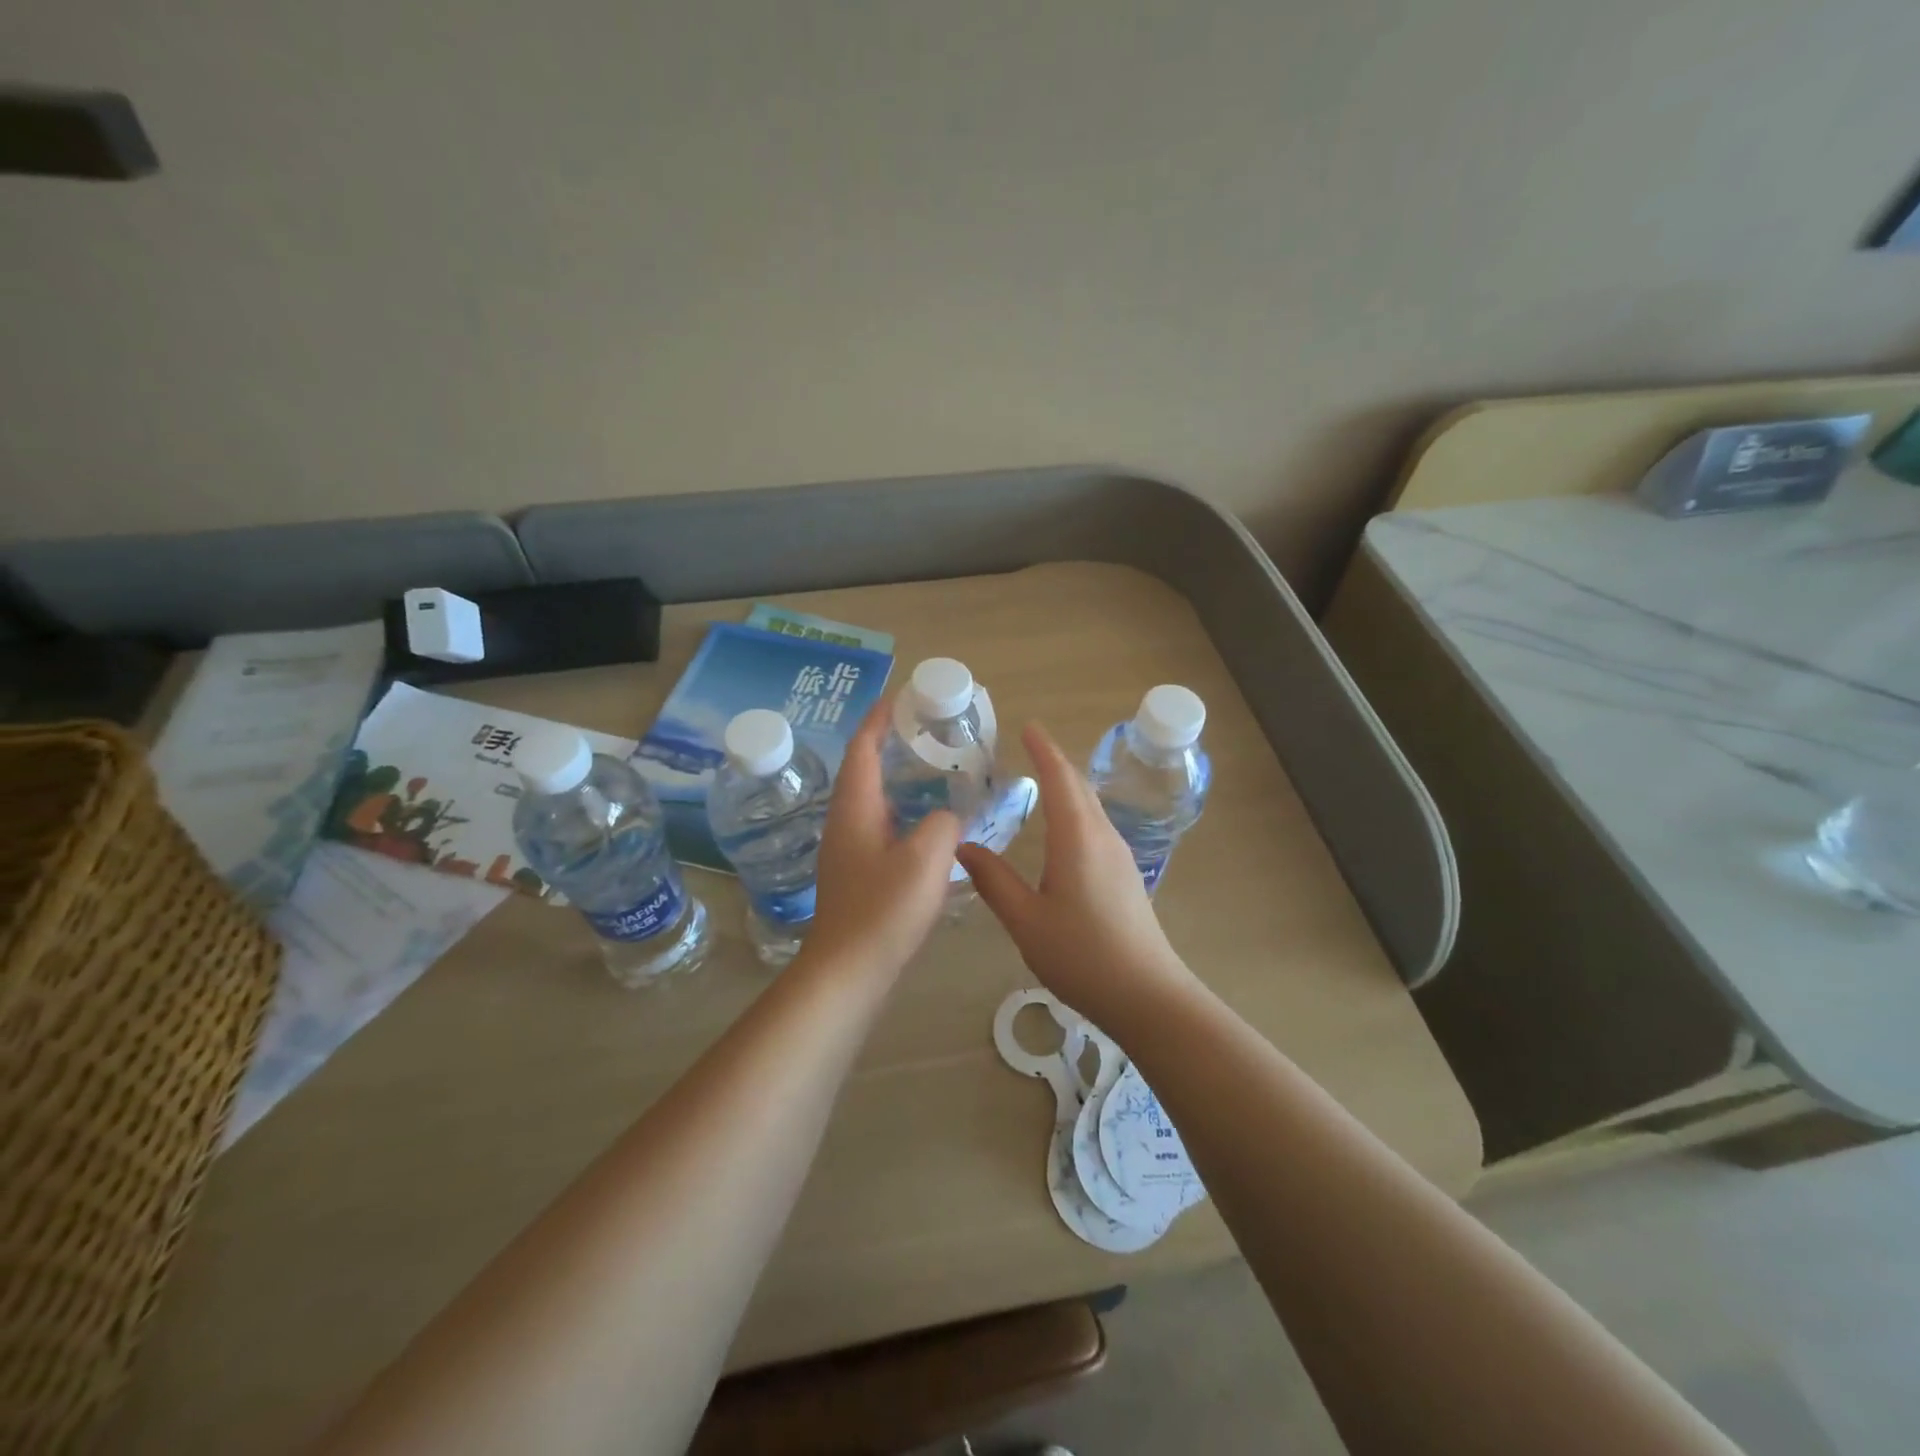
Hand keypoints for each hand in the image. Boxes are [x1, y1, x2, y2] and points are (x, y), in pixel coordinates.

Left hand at [802, 701, 961, 978]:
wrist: (848, 971)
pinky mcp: (858, 873)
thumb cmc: (883, 910)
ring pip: (875, 799)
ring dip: (899, 779)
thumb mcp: (926, 858)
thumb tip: (946, 816)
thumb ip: (943, 823)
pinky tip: (931, 824)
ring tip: (936, 770)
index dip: (880, 717)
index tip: (904, 695)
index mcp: (855, 808)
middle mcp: (846, 821)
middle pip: (866, 768)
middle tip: (930, 731)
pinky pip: (882, 826)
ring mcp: (849, 849)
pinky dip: (904, 811)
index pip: (863, 747)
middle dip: (892, 743)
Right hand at [958, 722, 1192, 1020]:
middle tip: (1028, 748)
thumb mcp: (1026, 920)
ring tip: (1041, 780)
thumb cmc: (1082, 954)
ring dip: (1067, 786)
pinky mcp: (1125, 875)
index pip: (1060, 778)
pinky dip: (1076, 810)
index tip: (1028, 726)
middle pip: (1079, 786)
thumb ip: (994, 880)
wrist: (1147, 995)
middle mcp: (1103, 836)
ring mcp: (1119, 855)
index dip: (1043, 750)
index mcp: (1077, 837)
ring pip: (1091, 806)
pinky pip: (1097, 826)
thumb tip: (964, 846)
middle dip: (1055, 762)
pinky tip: (1063, 829)